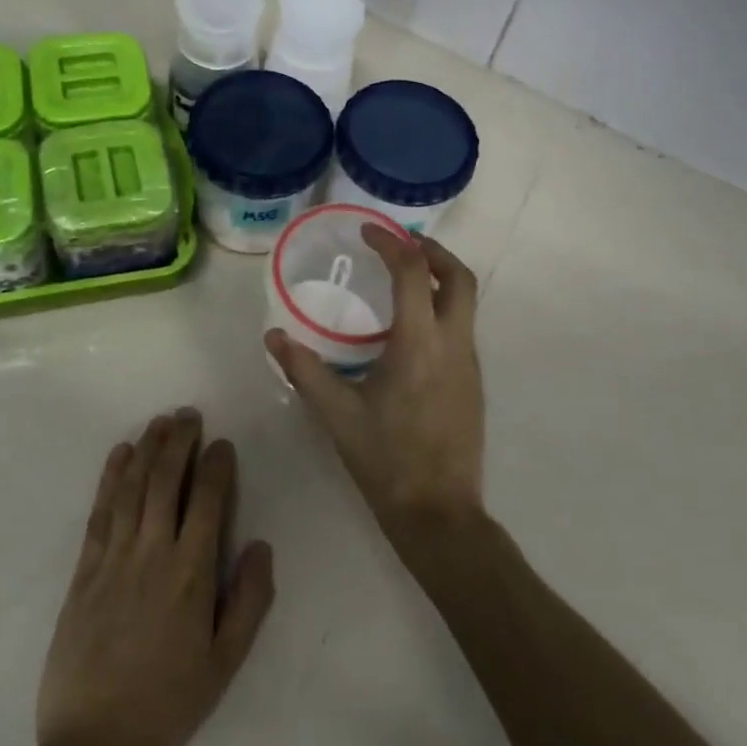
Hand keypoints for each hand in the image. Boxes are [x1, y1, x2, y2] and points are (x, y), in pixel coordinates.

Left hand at [36, 410, 275, 745]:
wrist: (95, 742)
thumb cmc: (169, 702)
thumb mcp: (225, 662)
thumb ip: (249, 601)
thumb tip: (262, 546)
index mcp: (191, 573)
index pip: (209, 500)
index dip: (217, 465)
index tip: (223, 443)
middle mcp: (153, 552)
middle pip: (166, 480)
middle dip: (180, 442)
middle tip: (189, 415)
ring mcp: (114, 557)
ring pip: (133, 487)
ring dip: (147, 448)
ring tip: (159, 421)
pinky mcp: (85, 568)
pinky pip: (101, 511)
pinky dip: (110, 478)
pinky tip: (119, 454)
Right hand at [266, 226, 484, 545]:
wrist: (439, 513)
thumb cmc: (386, 460)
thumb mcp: (337, 414)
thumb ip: (303, 370)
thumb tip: (273, 337)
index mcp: (419, 344)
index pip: (412, 272)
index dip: (391, 244)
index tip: (368, 232)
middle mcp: (453, 344)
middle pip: (459, 277)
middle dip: (433, 251)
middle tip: (401, 243)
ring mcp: (469, 363)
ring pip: (466, 302)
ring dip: (440, 278)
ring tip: (403, 277)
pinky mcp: (473, 382)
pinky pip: (463, 327)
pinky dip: (442, 307)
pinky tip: (411, 328)